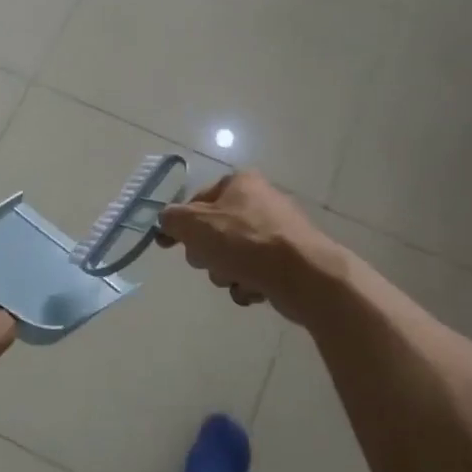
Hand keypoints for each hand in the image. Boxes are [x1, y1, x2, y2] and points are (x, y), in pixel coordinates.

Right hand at [155, 171, 340, 321]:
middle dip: (208, 253)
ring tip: (238, 278)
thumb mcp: (195, 225)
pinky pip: (253, 273)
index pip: (196, 201)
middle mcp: (259, 201)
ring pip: (231, 255)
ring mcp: (276, 231)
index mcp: (239, 182)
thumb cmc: (246, 242)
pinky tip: (255, 289)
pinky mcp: (288, 259)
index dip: (180, 224)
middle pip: (213, 231)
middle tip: (212, 261)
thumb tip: (167, 220)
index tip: (167, 245)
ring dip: (227, 272)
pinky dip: (248, 284)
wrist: (305, 274)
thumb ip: (172, 219)